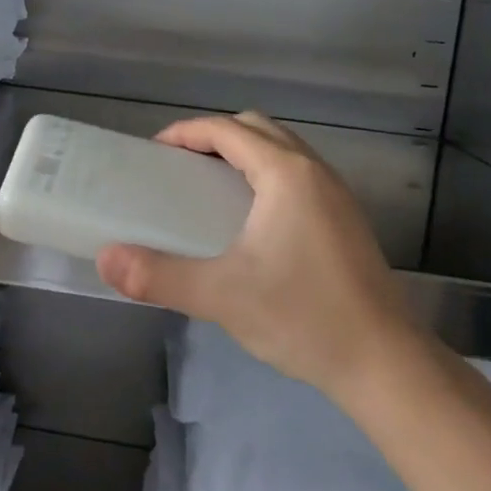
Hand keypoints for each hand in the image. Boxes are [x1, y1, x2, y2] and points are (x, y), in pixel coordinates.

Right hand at [94, 113, 414, 403]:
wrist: (384, 362)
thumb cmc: (302, 317)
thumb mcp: (221, 295)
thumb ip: (159, 275)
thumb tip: (107, 259)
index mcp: (286, 174)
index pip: (228, 129)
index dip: (186, 132)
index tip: (154, 152)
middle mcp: (315, 172)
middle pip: (257, 128)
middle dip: (214, 136)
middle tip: (180, 167)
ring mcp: (336, 195)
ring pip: (282, 150)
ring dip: (243, 154)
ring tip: (209, 188)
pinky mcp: (345, 219)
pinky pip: (297, 174)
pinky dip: (265, 175)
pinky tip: (249, 220)